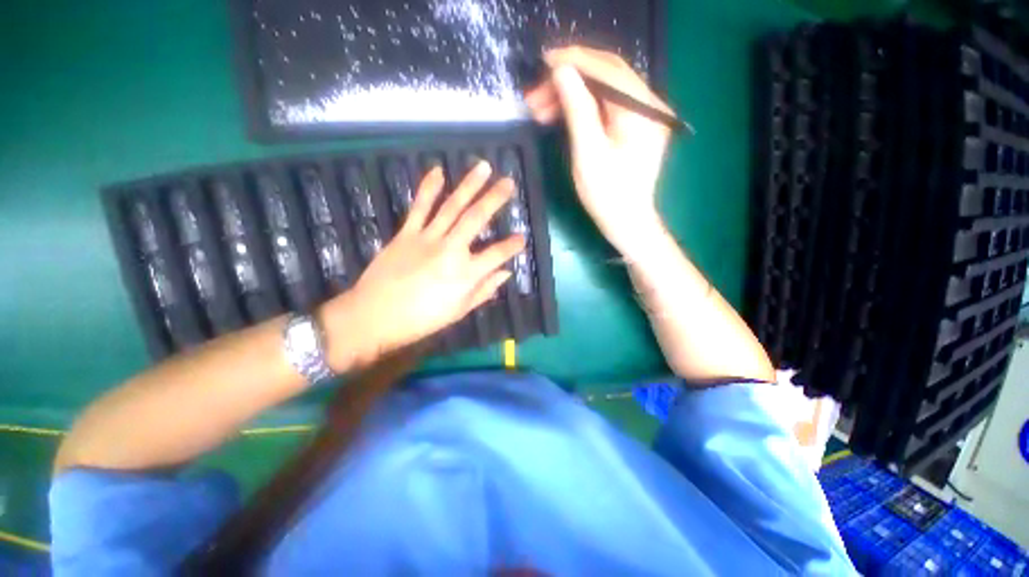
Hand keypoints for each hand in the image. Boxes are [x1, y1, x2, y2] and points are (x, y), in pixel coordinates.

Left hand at [322, 161, 524, 366]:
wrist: (374, 316)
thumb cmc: (421, 319)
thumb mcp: (459, 311)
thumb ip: (484, 290)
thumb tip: (506, 273)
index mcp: (465, 274)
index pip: (497, 254)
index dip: (513, 245)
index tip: (522, 238)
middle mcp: (450, 250)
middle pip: (476, 219)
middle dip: (495, 199)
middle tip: (509, 182)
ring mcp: (427, 238)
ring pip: (452, 206)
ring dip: (469, 185)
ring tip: (483, 167)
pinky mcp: (406, 233)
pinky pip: (419, 206)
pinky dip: (428, 187)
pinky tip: (438, 171)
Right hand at [525, 46, 674, 255]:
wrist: (627, 222)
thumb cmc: (608, 195)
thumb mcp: (588, 152)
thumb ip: (577, 109)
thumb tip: (562, 71)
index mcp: (642, 110)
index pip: (607, 70)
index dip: (574, 61)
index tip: (543, 62)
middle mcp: (648, 105)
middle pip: (605, 77)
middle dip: (568, 81)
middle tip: (534, 96)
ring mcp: (642, 116)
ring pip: (602, 92)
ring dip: (570, 96)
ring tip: (539, 110)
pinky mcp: (633, 128)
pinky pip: (605, 107)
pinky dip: (582, 109)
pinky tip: (559, 116)